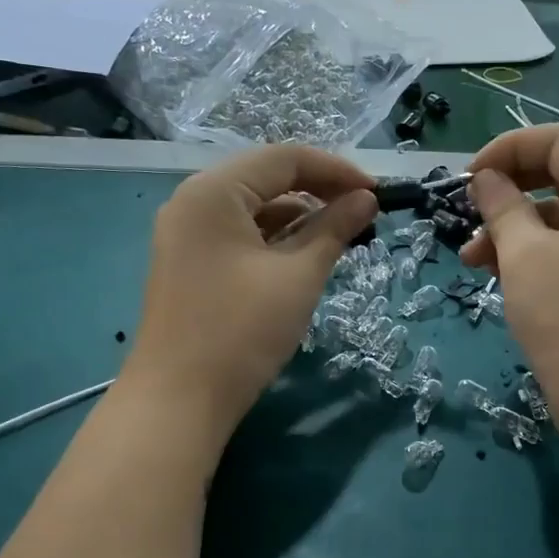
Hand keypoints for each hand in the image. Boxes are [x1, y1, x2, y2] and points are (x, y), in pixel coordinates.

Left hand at [125, 145, 376, 444]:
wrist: (179, 399)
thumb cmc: (242, 331)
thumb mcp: (298, 276)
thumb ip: (334, 229)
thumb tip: (366, 200)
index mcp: (213, 191)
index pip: (284, 159)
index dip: (337, 170)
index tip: (378, 192)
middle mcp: (193, 201)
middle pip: (266, 179)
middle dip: (319, 191)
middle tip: (364, 212)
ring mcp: (187, 234)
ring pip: (254, 209)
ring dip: (299, 217)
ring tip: (343, 235)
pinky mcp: (190, 263)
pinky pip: (239, 235)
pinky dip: (275, 239)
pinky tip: (306, 255)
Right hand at [459, 125, 558, 443]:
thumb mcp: (525, 256)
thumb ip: (502, 207)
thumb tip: (485, 178)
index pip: (557, 140)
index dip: (506, 148)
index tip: (466, 179)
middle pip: (558, 175)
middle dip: (506, 191)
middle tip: (466, 214)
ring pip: (558, 217)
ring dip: (512, 229)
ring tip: (470, 260)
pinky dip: (531, 254)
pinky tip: (497, 276)